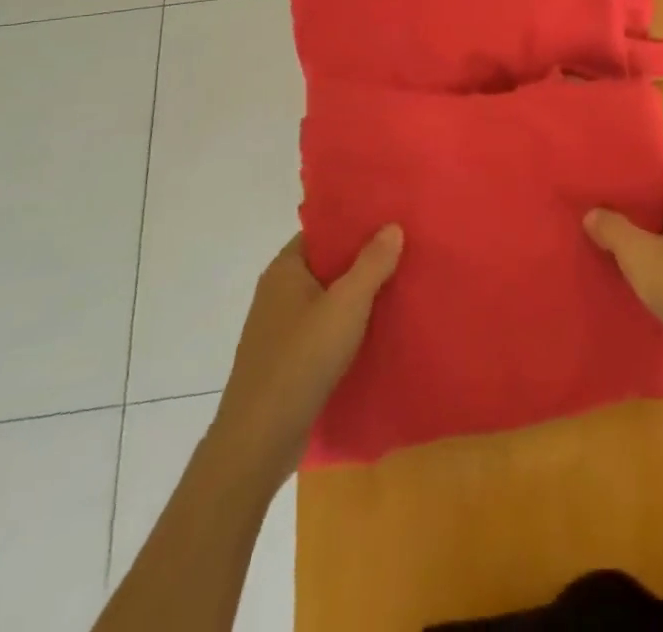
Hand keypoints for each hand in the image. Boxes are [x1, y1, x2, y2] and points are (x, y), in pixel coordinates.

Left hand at [213, 228, 402, 489]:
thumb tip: (392, 226)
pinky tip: (376, 330)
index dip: (355, 224)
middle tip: (404, 251)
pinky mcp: (286, 361)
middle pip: (327, 264)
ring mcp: (279, 329)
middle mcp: (277, 293)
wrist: (258, 442)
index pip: (323, 231)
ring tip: (399, 286)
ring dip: (357, 295)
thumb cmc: (301, 360)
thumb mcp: (346, 305)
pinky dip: (347, 325)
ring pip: (327, 299)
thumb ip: (372, 263)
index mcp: (284, 269)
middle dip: (362, 259)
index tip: (391, 220)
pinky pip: (323, 329)